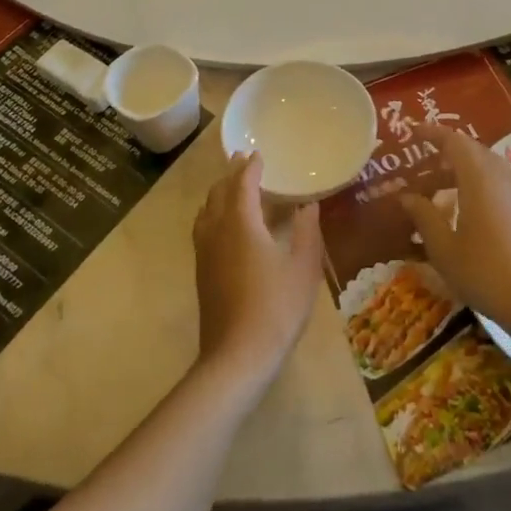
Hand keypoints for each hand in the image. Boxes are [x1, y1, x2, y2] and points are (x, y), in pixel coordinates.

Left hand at [193, 153, 325, 387]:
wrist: (236, 356)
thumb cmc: (276, 307)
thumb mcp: (304, 268)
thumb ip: (308, 232)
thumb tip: (308, 205)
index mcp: (241, 223)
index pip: (242, 184)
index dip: (250, 167)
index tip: (258, 154)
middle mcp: (217, 231)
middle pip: (218, 193)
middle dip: (231, 175)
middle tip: (244, 162)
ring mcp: (205, 253)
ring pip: (206, 211)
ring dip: (219, 194)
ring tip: (233, 189)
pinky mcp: (202, 272)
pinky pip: (203, 229)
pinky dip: (212, 214)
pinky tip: (225, 226)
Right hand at [397, 125, 510, 339]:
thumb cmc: (484, 271)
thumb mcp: (443, 248)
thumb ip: (424, 217)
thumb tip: (407, 196)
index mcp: (478, 178)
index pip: (454, 141)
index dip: (433, 133)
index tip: (414, 132)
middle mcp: (501, 176)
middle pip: (473, 150)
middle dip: (447, 151)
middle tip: (423, 163)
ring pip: (488, 166)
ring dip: (464, 168)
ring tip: (442, 186)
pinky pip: (499, 182)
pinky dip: (479, 183)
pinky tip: (467, 209)